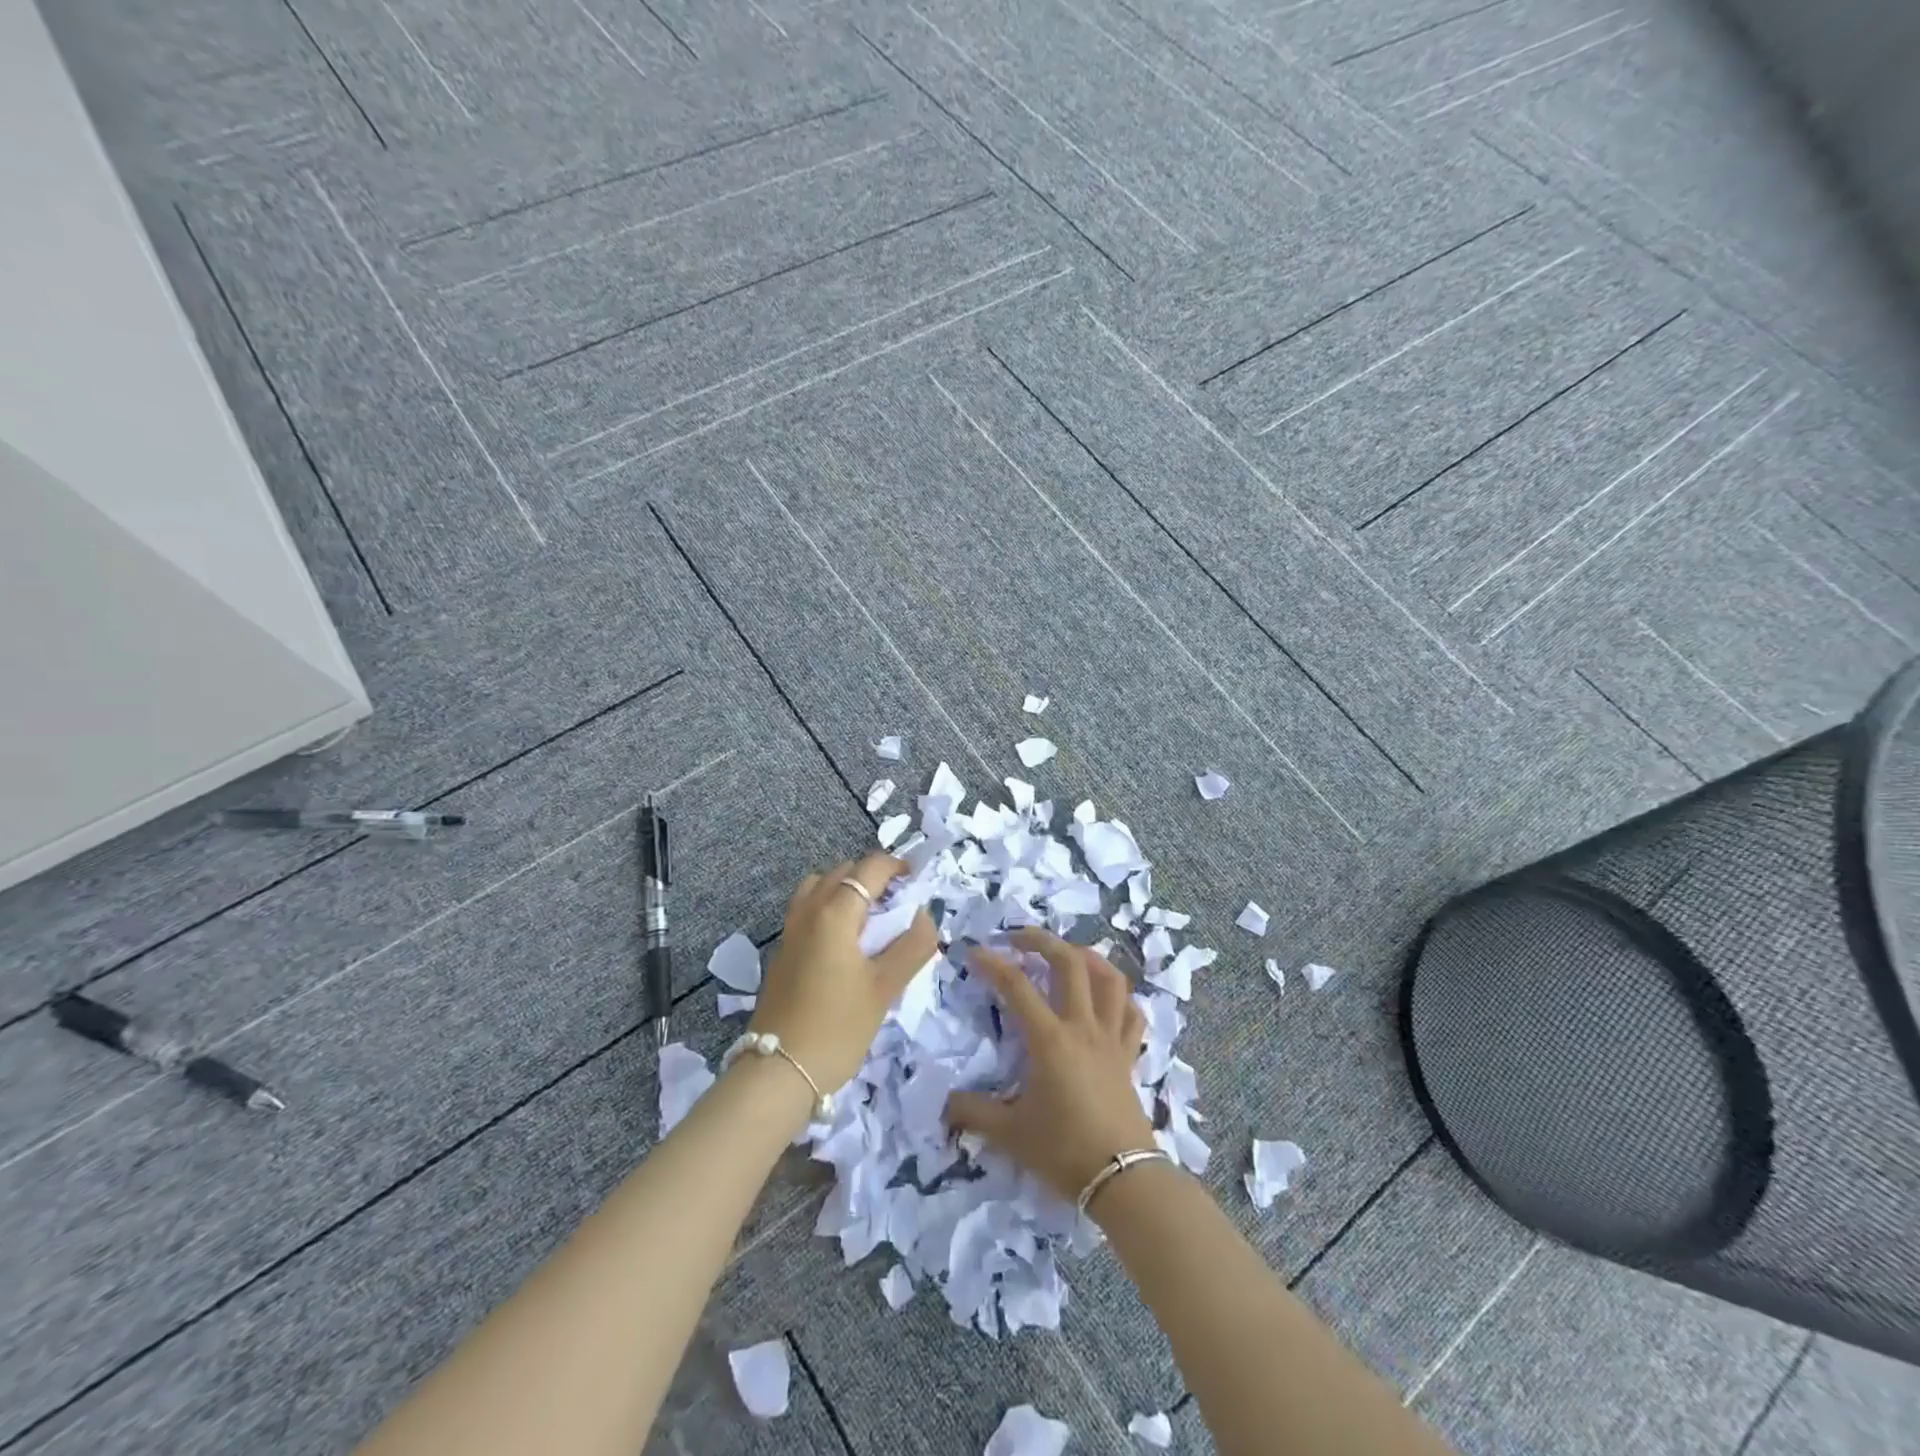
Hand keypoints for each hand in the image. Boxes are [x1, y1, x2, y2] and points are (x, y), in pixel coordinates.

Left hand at [749, 852, 937, 1092]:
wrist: (779, 1071)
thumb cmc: (838, 1027)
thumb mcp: (885, 988)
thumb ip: (912, 946)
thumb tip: (926, 914)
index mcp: (834, 913)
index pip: (868, 868)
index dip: (895, 866)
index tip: (916, 879)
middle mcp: (808, 911)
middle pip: (842, 872)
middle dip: (872, 876)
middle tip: (898, 901)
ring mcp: (790, 931)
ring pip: (819, 887)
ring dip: (846, 889)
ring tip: (870, 917)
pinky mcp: (782, 952)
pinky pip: (808, 909)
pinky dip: (829, 907)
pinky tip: (846, 942)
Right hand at [944, 928, 1155, 1204]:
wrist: (1123, 1179)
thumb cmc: (1064, 1151)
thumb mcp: (1010, 1133)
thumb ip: (973, 1113)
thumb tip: (944, 1104)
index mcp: (1050, 1039)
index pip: (1017, 987)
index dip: (993, 964)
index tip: (974, 952)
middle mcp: (1082, 1027)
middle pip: (1069, 964)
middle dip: (1042, 941)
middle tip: (1019, 937)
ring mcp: (1111, 1038)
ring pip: (1109, 979)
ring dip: (1088, 957)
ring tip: (1068, 952)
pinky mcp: (1129, 1055)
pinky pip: (1131, 1014)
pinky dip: (1120, 997)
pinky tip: (1108, 996)